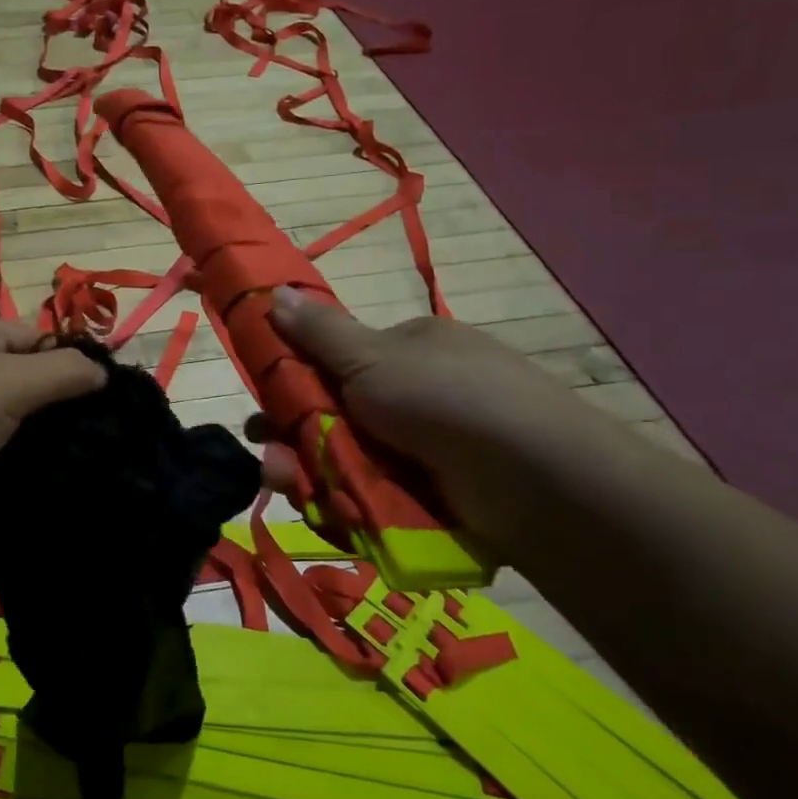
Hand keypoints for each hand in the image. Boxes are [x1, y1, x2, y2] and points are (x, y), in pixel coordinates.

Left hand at [0, 310, 105, 510]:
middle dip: (44, 405)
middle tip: (81, 441)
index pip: (35, 337)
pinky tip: (7, 480)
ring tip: (53, 465)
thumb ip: (63, 372)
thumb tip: (101, 370)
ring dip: (16, 436)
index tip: (99, 407)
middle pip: (13, 374)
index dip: (68, 366)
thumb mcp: (11, 384)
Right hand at [254, 289, 625, 554]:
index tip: (265, 405)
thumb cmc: (443, 398)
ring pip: (352, 460)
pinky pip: (376, 495)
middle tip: (270, 460)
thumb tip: (274, 290)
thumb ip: (318, 332)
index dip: (296, 382)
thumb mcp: (372, 356)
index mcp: (408, 350)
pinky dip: (348, 501)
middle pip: (340, 415)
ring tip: (285, 484)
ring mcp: (429, 448)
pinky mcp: (436, 496)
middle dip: (298, 436)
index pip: (338, 361)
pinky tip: (325, 509)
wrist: (532, 479)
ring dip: (312, 471)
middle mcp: (418, 394)